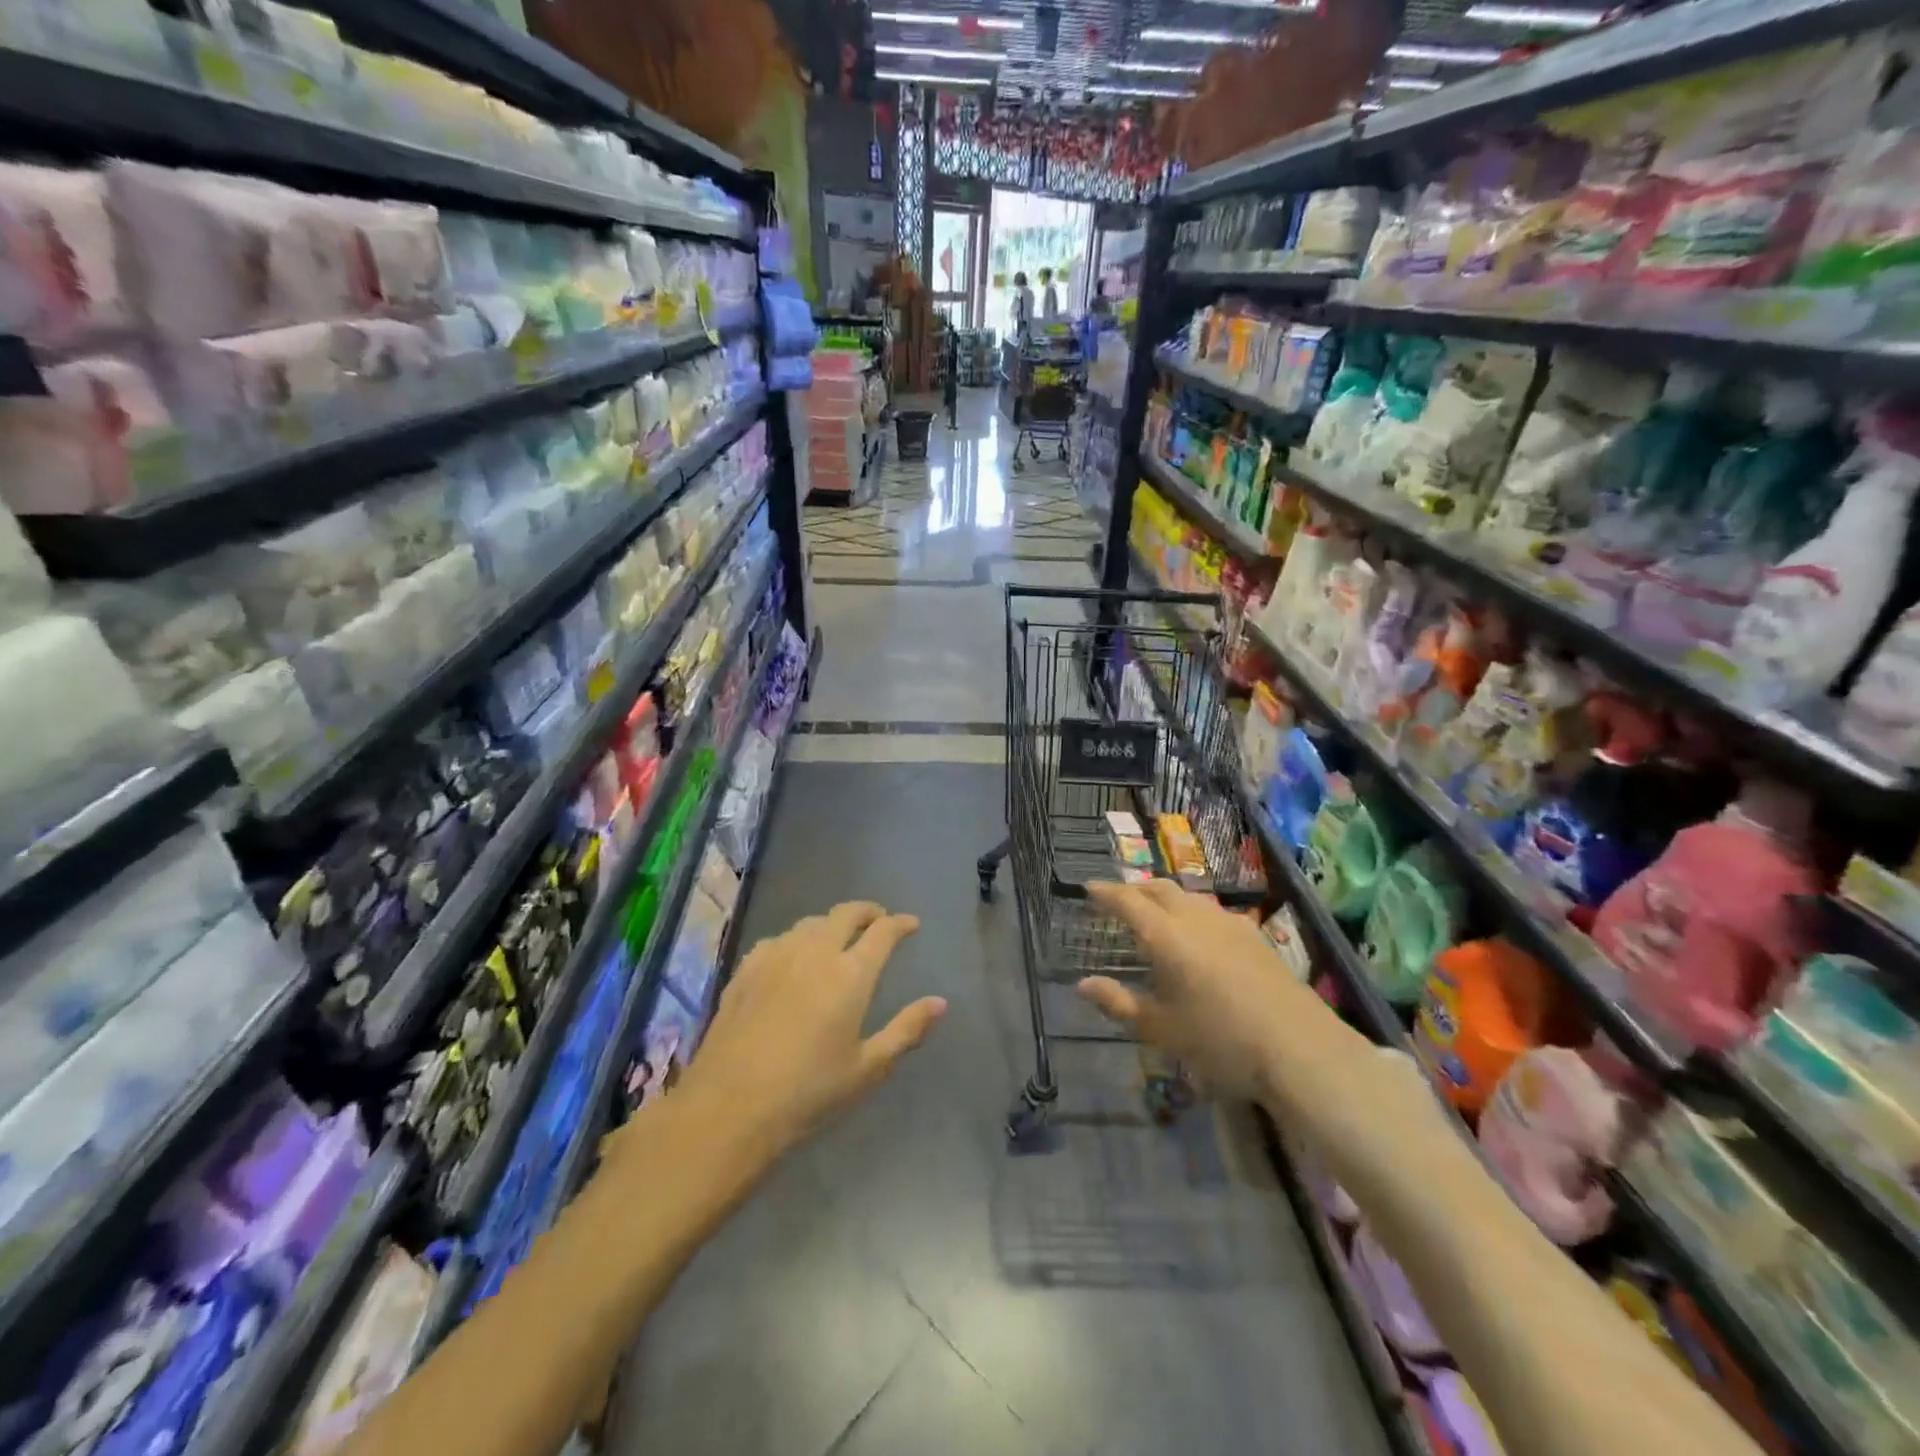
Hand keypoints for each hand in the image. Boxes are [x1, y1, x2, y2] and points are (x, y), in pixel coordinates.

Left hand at [676, 901, 945, 1160]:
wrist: (728, 1109)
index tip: (911, 924)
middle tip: (878, 921)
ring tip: (839, 938)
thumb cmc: (808, 1093)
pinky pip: (778, 938)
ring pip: (811, 922)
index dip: (900, 923)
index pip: (883, 932)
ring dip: (832, 923)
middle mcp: (815, 953)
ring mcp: (776, 956)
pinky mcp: (746, 969)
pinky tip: (793, 957)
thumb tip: (940, 1002)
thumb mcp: (867, 1068)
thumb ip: (906, 1030)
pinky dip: (797, 939)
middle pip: (846, 913)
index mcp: (851, 974)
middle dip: (868, 911)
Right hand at [1079, 880, 1308, 1100]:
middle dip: (1135, 890)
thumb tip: (1083, 985)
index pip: (1128, 901)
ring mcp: (1230, 924)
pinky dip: (1192, 912)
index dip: (1106, 893)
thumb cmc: (1221, 1041)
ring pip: (1189, 897)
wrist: (1300, 1048)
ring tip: (1155, 915)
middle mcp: (1196, 918)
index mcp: (1166, 936)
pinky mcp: (1255, 937)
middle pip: (1160, 889)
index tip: (1088, 888)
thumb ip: (1119, 1003)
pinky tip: (1198, 935)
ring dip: (1165, 898)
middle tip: (1118, 900)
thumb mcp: (1161, 1029)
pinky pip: (1212, 911)